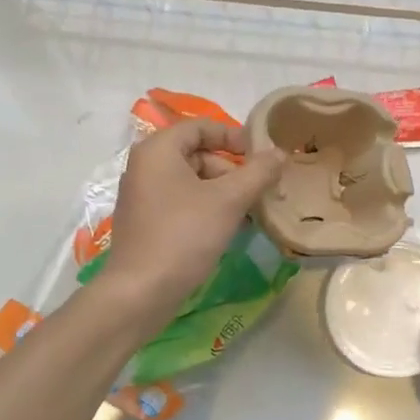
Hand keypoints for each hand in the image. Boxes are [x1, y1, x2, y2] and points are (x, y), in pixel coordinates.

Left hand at [101, 121, 284, 319]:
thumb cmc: (184, 235)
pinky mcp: (146, 222)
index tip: (262, 155)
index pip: (201, 127)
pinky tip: (229, 229)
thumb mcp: (229, 200)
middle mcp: (145, 166)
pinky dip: (207, 208)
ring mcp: (142, 195)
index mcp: (158, 150)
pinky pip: (182, 202)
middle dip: (232, 170)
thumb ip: (258, 172)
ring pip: (192, 181)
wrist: (140, 292)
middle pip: (198, 154)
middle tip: (258, 191)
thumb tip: (279, 153)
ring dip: (223, 192)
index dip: (234, 137)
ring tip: (249, 213)